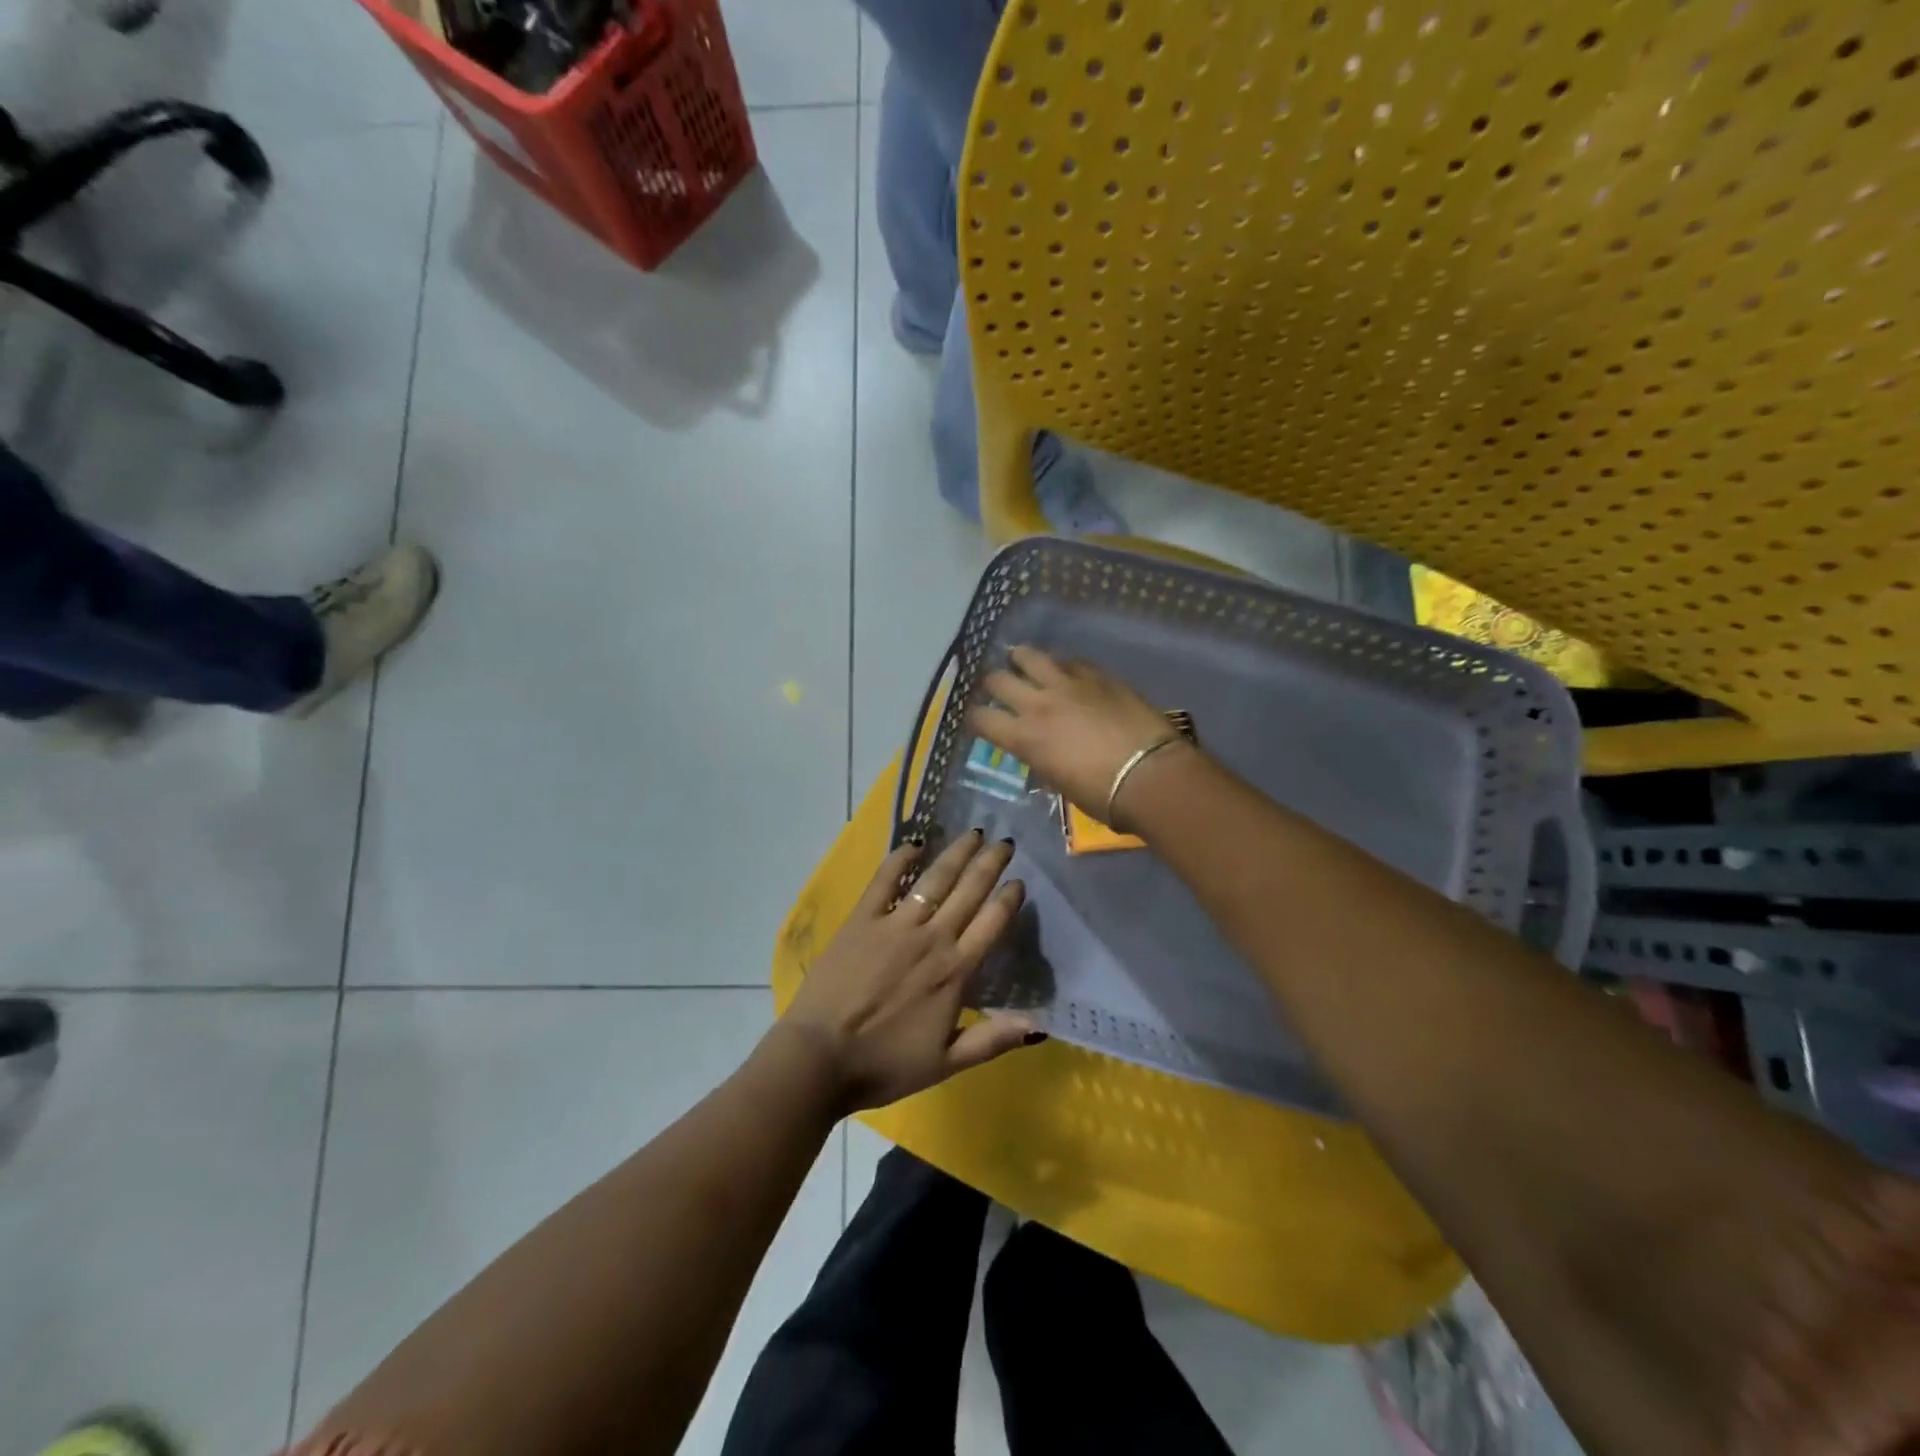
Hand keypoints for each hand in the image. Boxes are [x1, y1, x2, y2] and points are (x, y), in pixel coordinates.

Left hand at [778, 831, 1040, 1113]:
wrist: (820, 1058)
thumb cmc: (884, 1065)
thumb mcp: (946, 1063)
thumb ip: (992, 1040)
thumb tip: (1039, 1027)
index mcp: (955, 971)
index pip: (991, 923)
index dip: (1009, 899)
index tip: (1019, 881)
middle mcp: (932, 938)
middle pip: (968, 891)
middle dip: (990, 863)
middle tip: (1005, 842)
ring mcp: (895, 925)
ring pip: (934, 879)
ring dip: (956, 854)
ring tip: (973, 833)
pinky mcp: (862, 920)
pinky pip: (884, 881)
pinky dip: (901, 858)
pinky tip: (915, 843)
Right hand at [969, 646, 1189, 821]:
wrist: (1150, 775)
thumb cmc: (1103, 796)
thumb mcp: (1059, 782)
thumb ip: (1042, 758)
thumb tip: (1041, 750)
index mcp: (1023, 738)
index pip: (981, 719)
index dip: (974, 718)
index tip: (978, 720)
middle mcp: (1037, 704)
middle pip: (997, 680)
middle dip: (992, 684)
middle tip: (997, 688)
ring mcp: (1067, 684)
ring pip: (1029, 656)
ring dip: (1020, 659)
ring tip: (1021, 661)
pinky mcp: (1097, 675)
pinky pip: (1069, 660)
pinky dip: (1060, 664)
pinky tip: (1063, 668)